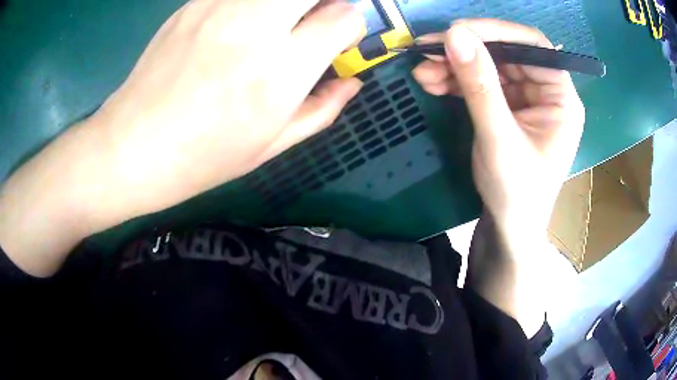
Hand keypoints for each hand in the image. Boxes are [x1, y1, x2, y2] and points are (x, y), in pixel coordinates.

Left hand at [90, 0, 365, 221]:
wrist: (131, 148)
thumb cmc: (201, 158)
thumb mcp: (270, 146)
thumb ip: (321, 109)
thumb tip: (353, 82)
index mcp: (280, 71)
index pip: (344, 17)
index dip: (350, 25)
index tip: (337, 40)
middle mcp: (254, 27)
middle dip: (326, 1)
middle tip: (315, 20)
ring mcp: (218, 7)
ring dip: (288, 2)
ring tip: (277, 22)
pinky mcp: (193, 4)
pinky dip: (251, 2)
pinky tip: (240, 21)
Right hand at [412, 19, 584, 246]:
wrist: (509, 228)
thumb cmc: (516, 193)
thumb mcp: (499, 139)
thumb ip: (480, 86)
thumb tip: (455, 35)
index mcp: (561, 99)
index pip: (533, 46)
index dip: (496, 32)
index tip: (456, 31)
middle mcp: (546, 92)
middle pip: (507, 53)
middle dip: (467, 50)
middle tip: (427, 50)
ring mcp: (526, 99)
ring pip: (490, 65)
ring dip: (455, 66)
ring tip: (422, 73)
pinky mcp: (508, 107)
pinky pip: (482, 83)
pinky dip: (457, 80)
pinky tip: (433, 83)